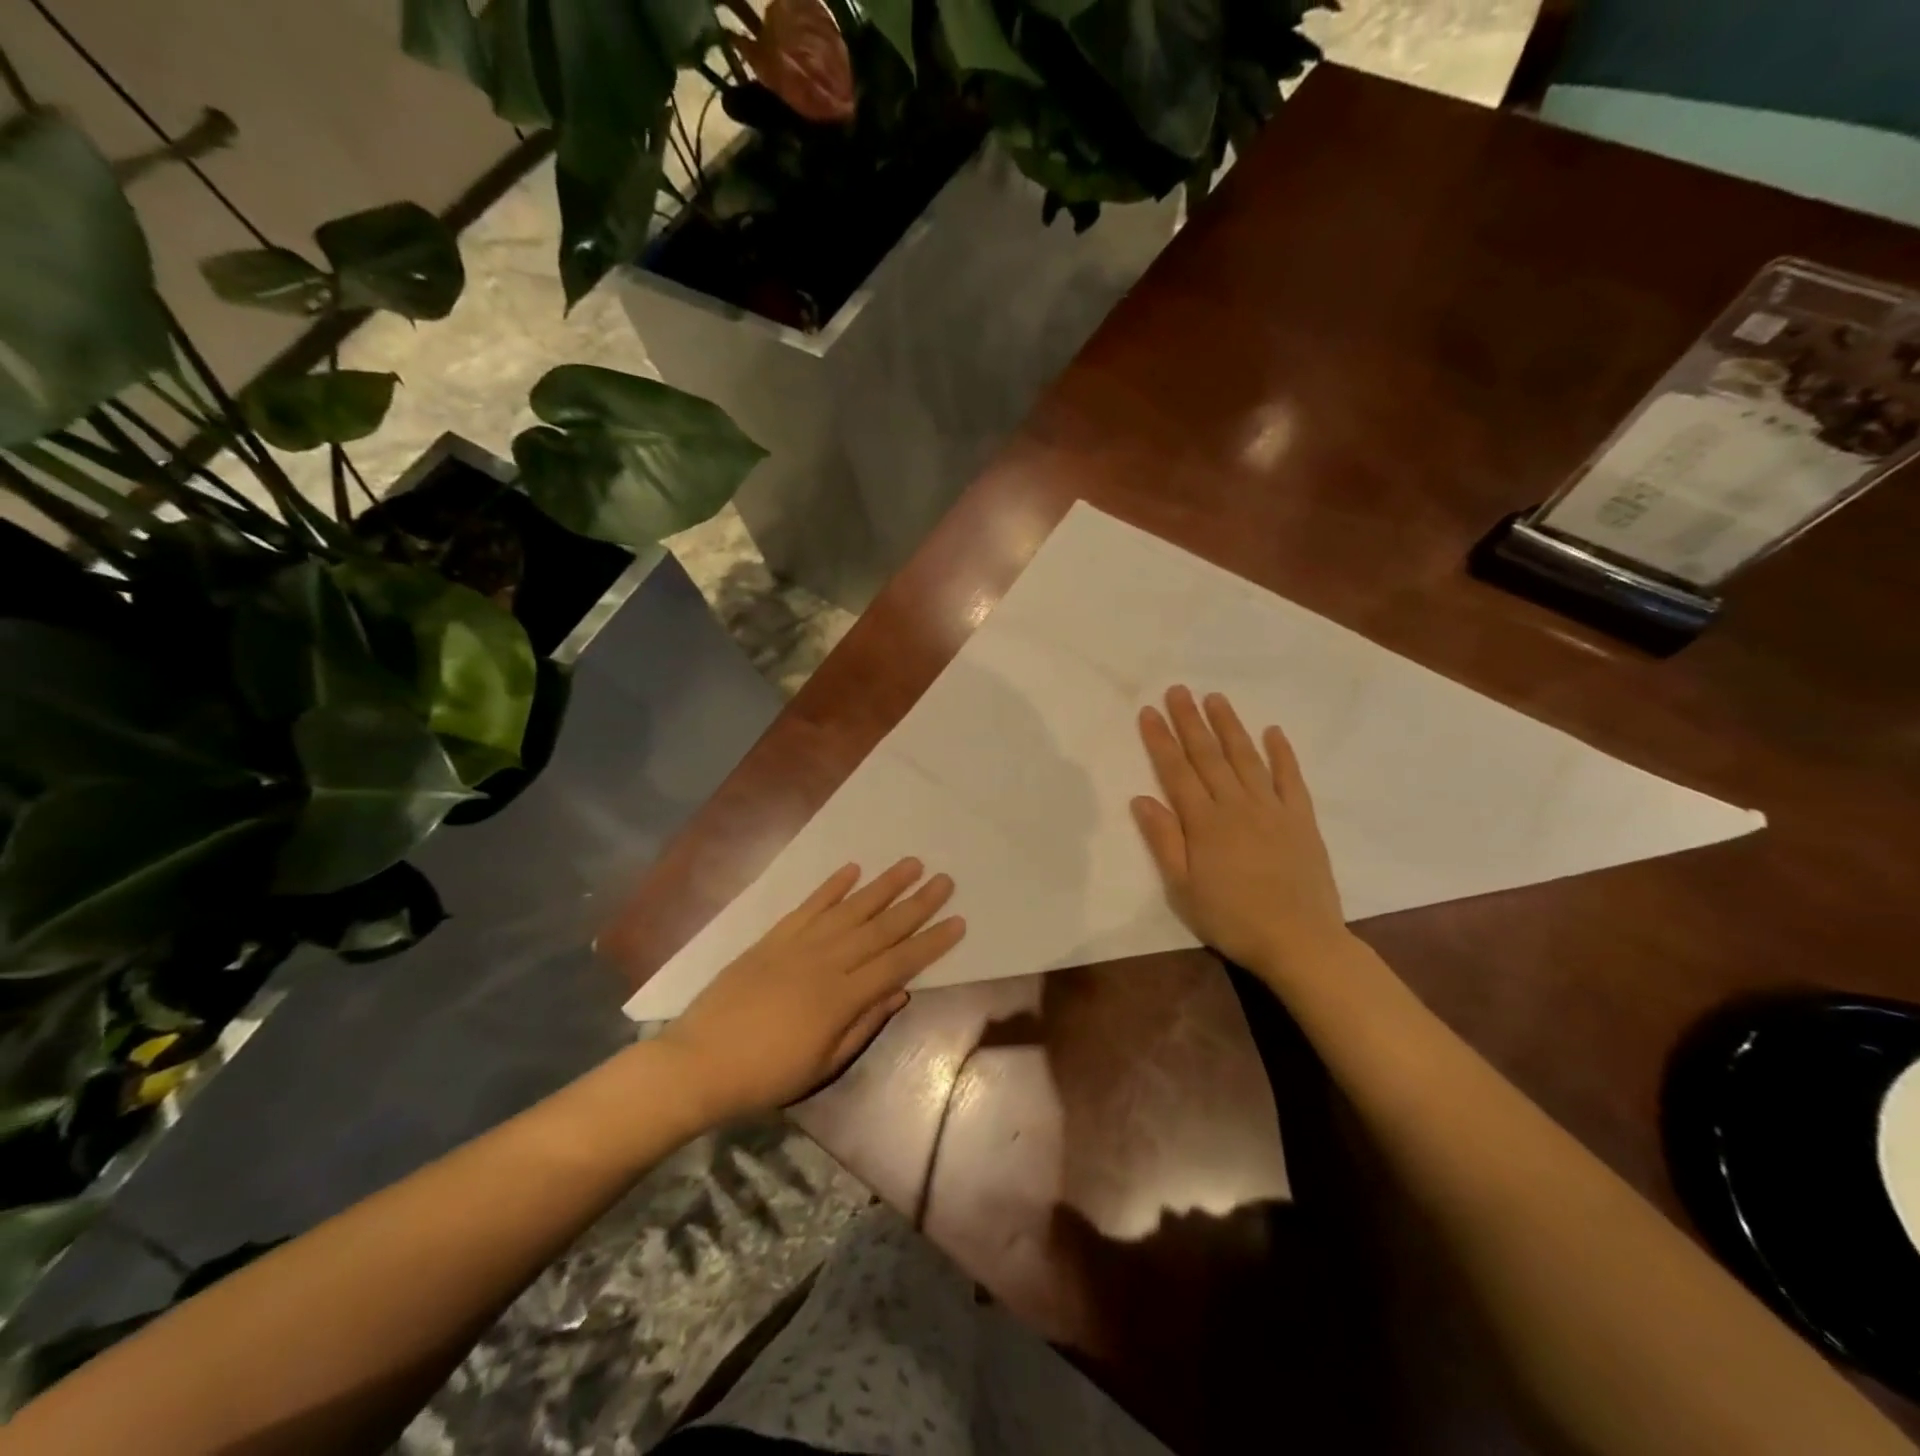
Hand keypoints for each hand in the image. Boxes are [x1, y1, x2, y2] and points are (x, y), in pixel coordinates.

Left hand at [657, 858, 964, 1120]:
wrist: (700, 1062)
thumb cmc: (767, 1074)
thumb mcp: (823, 1065)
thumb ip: (864, 1024)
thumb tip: (900, 992)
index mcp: (842, 998)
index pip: (898, 963)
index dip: (931, 943)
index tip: (958, 921)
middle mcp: (826, 962)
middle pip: (881, 928)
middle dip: (916, 904)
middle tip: (945, 880)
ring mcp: (798, 945)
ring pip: (850, 908)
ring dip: (883, 886)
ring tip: (910, 864)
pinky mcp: (773, 937)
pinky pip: (809, 906)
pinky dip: (831, 886)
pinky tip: (853, 869)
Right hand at [1132, 686, 1348, 979]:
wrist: (1299, 940)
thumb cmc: (1231, 918)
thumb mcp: (1183, 888)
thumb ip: (1163, 840)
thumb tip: (1140, 798)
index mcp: (1204, 822)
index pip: (1176, 771)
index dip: (1160, 740)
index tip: (1148, 712)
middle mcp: (1236, 805)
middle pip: (1208, 755)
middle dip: (1190, 721)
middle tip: (1177, 690)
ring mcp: (1272, 809)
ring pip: (1246, 758)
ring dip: (1229, 726)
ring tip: (1215, 698)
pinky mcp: (1301, 819)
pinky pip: (1290, 778)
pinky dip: (1282, 753)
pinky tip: (1273, 731)